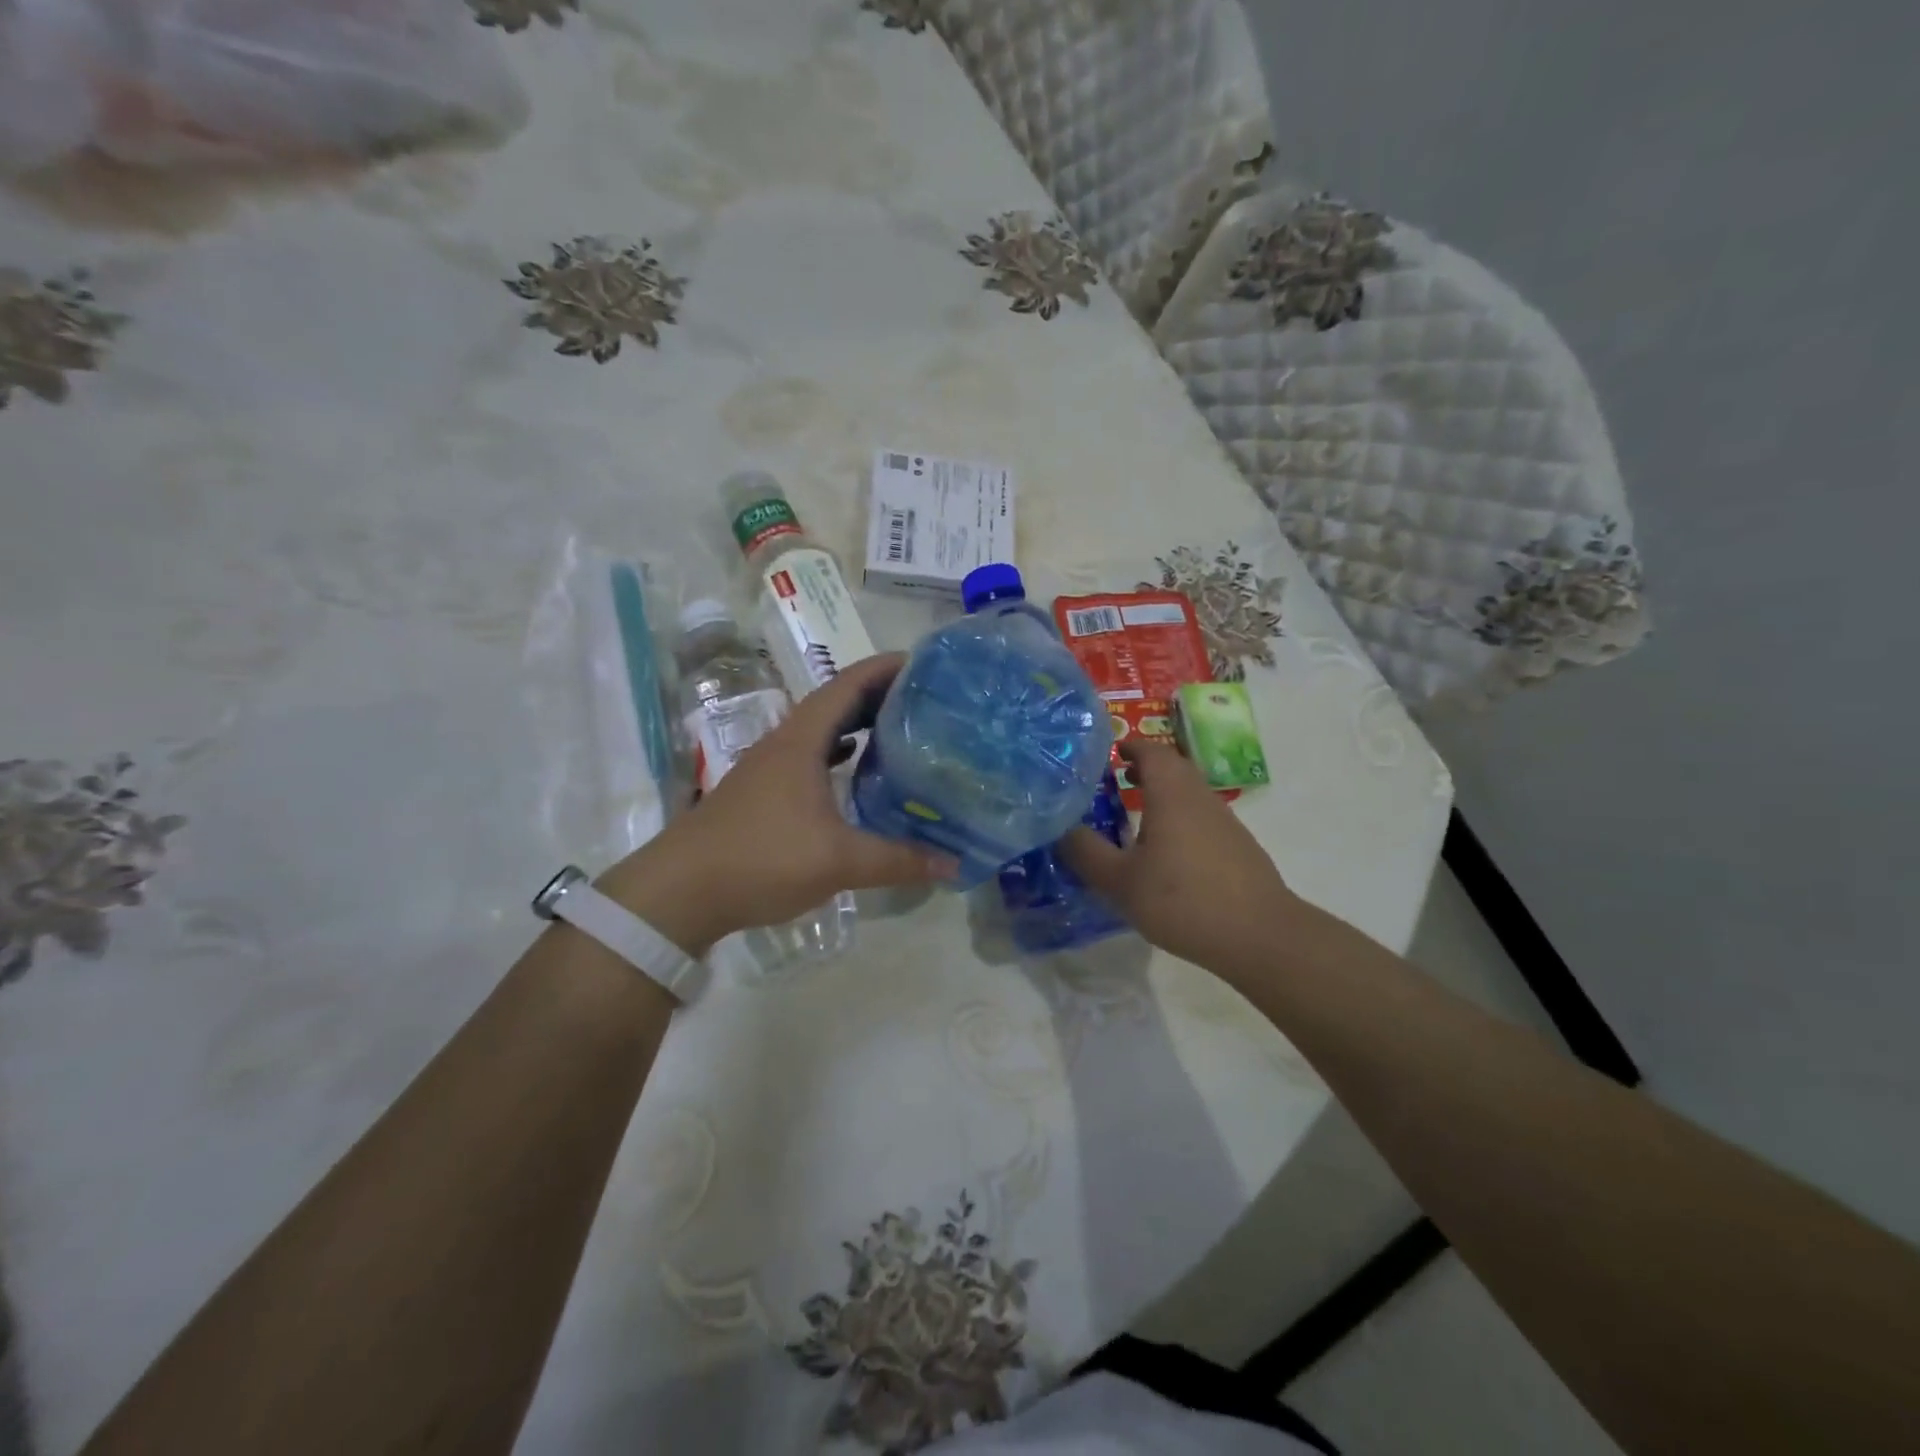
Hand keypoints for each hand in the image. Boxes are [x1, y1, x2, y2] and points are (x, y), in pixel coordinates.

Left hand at [597, 654, 955, 954]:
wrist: (679, 892)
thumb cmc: (760, 859)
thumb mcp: (838, 861)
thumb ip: (898, 860)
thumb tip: (954, 864)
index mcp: (801, 741)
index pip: (847, 686)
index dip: (884, 668)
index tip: (923, 663)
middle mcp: (784, 744)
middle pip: (836, 703)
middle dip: (879, 694)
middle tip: (925, 699)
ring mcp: (770, 768)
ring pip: (821, 731)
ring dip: (858, 724)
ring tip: (901, 729)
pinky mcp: (763, 792)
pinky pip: (811, 758)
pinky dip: (839, 755)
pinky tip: (857, 772)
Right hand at [1060, 737, 1299, 975]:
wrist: (1260, 935)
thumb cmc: (1183, 900)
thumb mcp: (1120, 882)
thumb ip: (1086, 853)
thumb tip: (1060, 828)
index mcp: (1172, 794)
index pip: (1152, 751)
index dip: (1130, 746)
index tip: (1109, 753)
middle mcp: (1200, 798)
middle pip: (1173, 768)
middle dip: (1144, 768)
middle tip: (1115, 781)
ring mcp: (1225, 822)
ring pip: (1189, 793)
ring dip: (1162, 794)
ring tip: (1135, 816)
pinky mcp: (1238, 847)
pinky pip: (1201, 818)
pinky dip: (1179, 818)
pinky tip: (1166, 853)